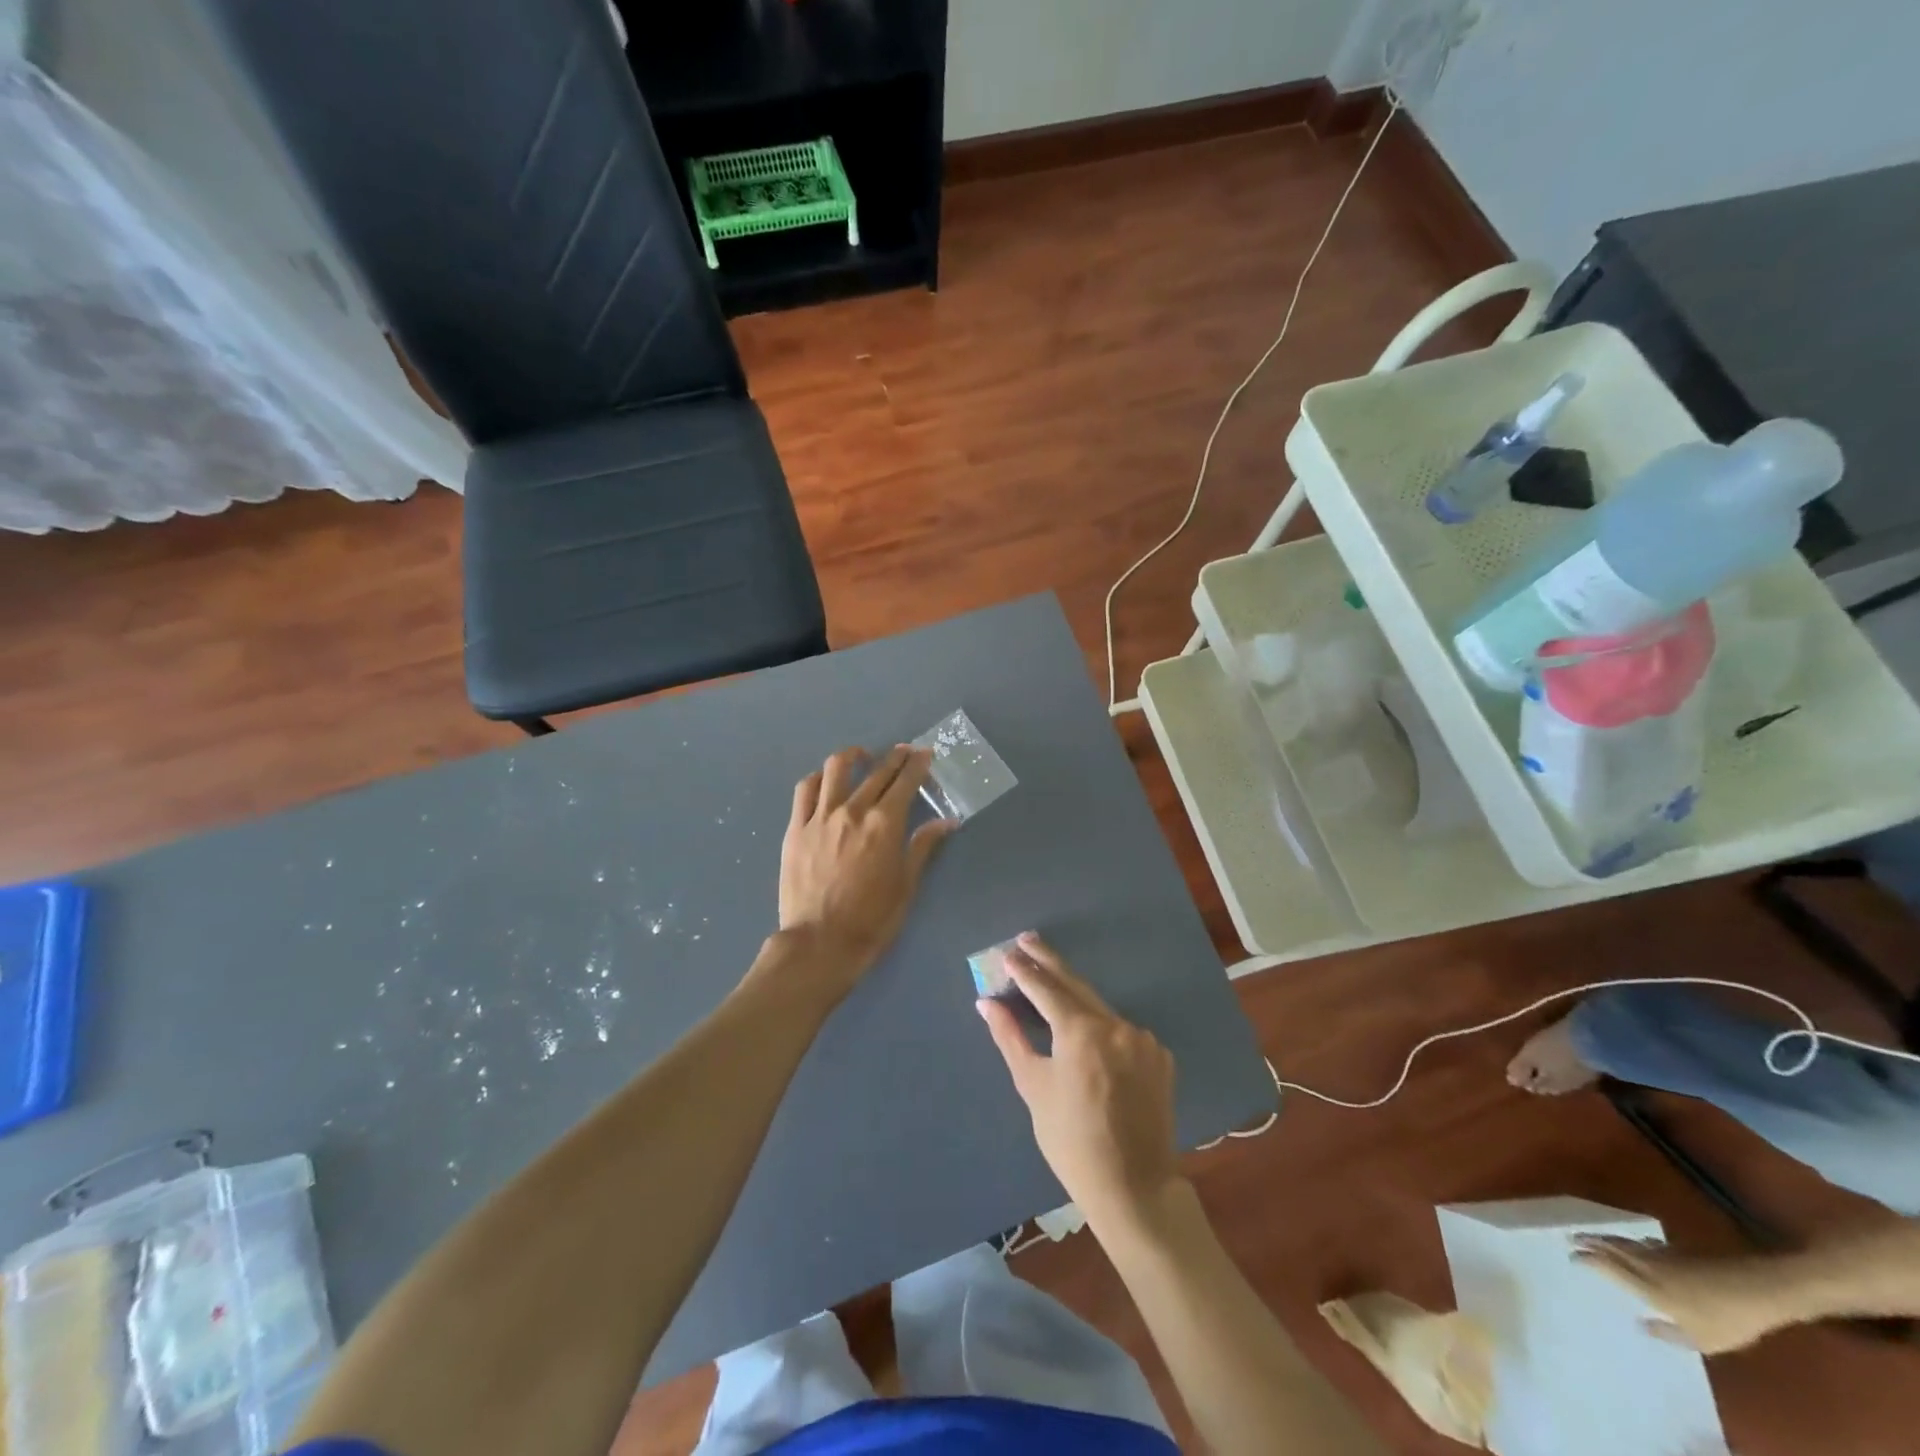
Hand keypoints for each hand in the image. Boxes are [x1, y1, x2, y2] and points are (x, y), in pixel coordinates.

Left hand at [775, 745, 952, 998]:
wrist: (819, 943)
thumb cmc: (871, 920)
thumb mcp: (906, 885)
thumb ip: (924, 847)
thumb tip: (947, 822)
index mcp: (885, 824)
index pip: (905, 782)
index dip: (917, 764)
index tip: (924, 754)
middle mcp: (854, 810)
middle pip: (877, 771)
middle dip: (894, 757)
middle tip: (904, 752)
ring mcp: (820, 817)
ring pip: (835, 769)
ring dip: (853, 756)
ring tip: (862, 756)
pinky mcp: (796, 828)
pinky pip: (805, 790)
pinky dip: (819, 778)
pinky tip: (826, 780)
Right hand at [977, 933, 1182, 1231]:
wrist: (1133, 1187)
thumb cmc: (1071, 1141)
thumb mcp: (1033, 1087)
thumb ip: (1010, 1037)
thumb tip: (987, 1002)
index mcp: (1081, 1031)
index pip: (1047, 988)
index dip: (1025, 970)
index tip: (1008, 952)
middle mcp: (1116, 1025)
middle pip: (1076, 985)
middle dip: (1049, 962)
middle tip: (1027, 940)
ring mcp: (1143, 1039)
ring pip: (1101, 1008)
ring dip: (1076, 997)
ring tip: (1052, 986)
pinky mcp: (1160, 1056)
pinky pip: (1124, 1031)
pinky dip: (1103, 1028)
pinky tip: (1089, 1036)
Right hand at [1571, 1237, 1785, 1353]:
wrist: (1753, 1290)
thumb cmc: (1725, 1320)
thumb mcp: (1701, 1340)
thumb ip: (1668, 1333)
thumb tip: (1640, 1324)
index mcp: (1647, 1287)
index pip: (1607, 1267)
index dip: (1587, 1260)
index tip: (1571, 1256)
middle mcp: (1646, 1266)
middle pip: (1611, 1248)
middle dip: (1589, 1241)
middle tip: (1570, 1236)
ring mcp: (1661, 1255)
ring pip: (1625, 1242)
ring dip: (1606, 1238)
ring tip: (1592, 1235)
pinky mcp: (1677, 1251)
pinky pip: (1646, 1243)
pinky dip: (1634, 1242)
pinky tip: (1639, 1243)